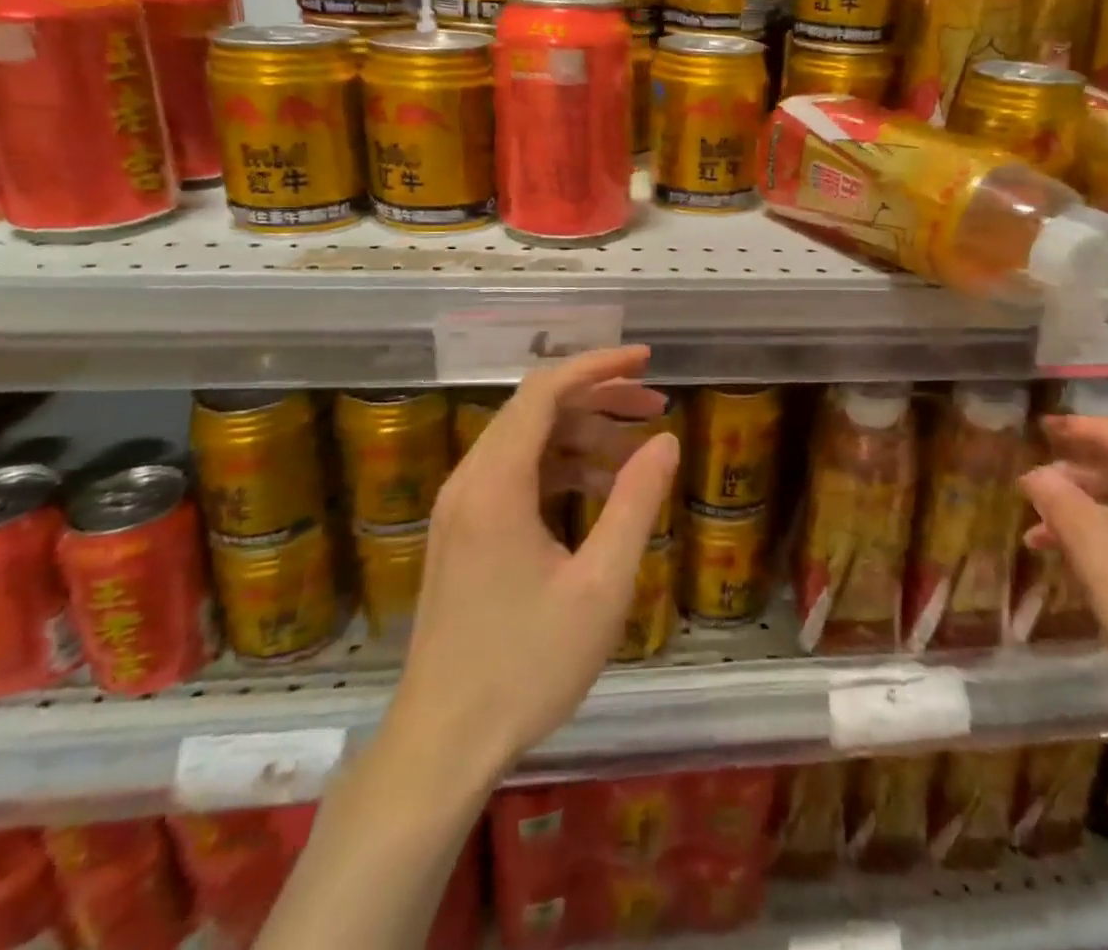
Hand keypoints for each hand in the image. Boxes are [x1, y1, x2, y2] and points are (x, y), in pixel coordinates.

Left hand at [380, 346, 679, 775]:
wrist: (441, 746)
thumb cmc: (526, 665)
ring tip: (640, 452)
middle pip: (537, 410)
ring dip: (585, 435)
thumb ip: (637, 502)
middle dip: (600, 398)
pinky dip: (564, 470)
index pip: (545, 391)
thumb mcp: (602, 584)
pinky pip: (518, 476)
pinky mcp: (464, 534)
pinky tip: (603, 492)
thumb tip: (666, 441)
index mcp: (496, 483)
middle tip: (657, 407)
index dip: (599, 366)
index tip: (647, 360)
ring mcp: (462, 508)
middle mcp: (470, 481)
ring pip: (529, 442)